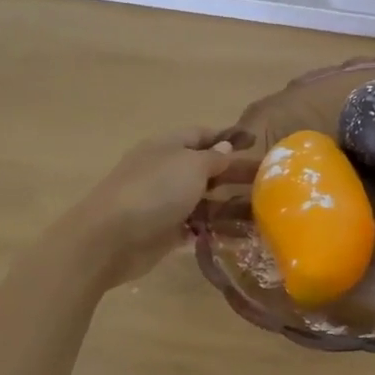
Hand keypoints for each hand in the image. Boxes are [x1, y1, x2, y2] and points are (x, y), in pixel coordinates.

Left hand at [36, 129, 243, 292]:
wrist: (108, 240)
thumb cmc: (154, 191)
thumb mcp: (192, 165)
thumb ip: (214, 157)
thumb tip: (225, 149)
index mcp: (167, 146)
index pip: (202, 134)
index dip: (228, 138)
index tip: (255, 145)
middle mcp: (165, 170)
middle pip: (205, 167)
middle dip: (233, 173)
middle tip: (266, 182)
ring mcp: (162, 202)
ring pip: (202, 198)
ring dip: (226, 203)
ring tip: (258, 210)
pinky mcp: (163, 231)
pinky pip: (194, 225)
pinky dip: (213, 228)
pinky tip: (237, 232)